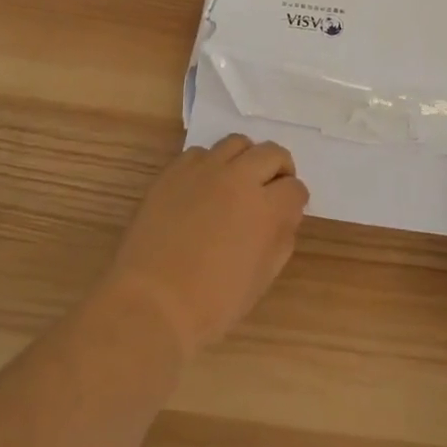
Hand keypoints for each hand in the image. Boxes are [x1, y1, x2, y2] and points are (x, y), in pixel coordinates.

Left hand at [104, 134, 309, 359]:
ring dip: (245, 159)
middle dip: (279, 169)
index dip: (295, 200)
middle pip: (271, 153)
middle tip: (271, 189)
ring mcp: (205, 169)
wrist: (151, 303)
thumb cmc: (212, 303)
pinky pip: (201, 153)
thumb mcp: (261, 279)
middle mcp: (239, 178)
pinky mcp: (175, 170)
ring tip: (237, 181)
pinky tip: (203, 188)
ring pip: (237, 143)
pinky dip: (209, 165)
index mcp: (266, 208)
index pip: (295, 188)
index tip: (288, 211)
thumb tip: (284, 217)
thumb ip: (280, 240)